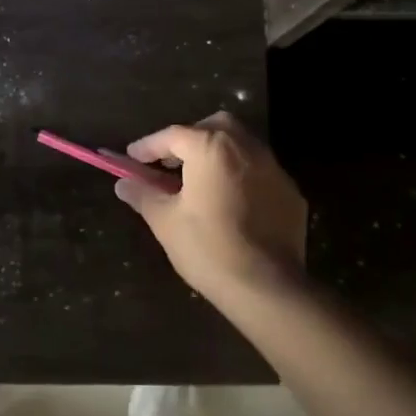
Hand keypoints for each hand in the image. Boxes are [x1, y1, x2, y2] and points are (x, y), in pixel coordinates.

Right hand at [114, 112, 307, 304]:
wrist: (267, 287)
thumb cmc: (207, 248)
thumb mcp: (165, 221)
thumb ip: (143, 194)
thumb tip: (123, 183)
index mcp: (212, 148)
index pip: (173, 135)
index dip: (148, 146)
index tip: (131, 159)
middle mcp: (247, 148)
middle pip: (214, 128)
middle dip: (190, 139)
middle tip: (171, 163)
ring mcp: (275, 169)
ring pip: (241, 146)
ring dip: (217, 155)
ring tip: (198, 182)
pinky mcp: (291, 193)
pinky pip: (259, 173)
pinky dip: (240, 177)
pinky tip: (230, 204)